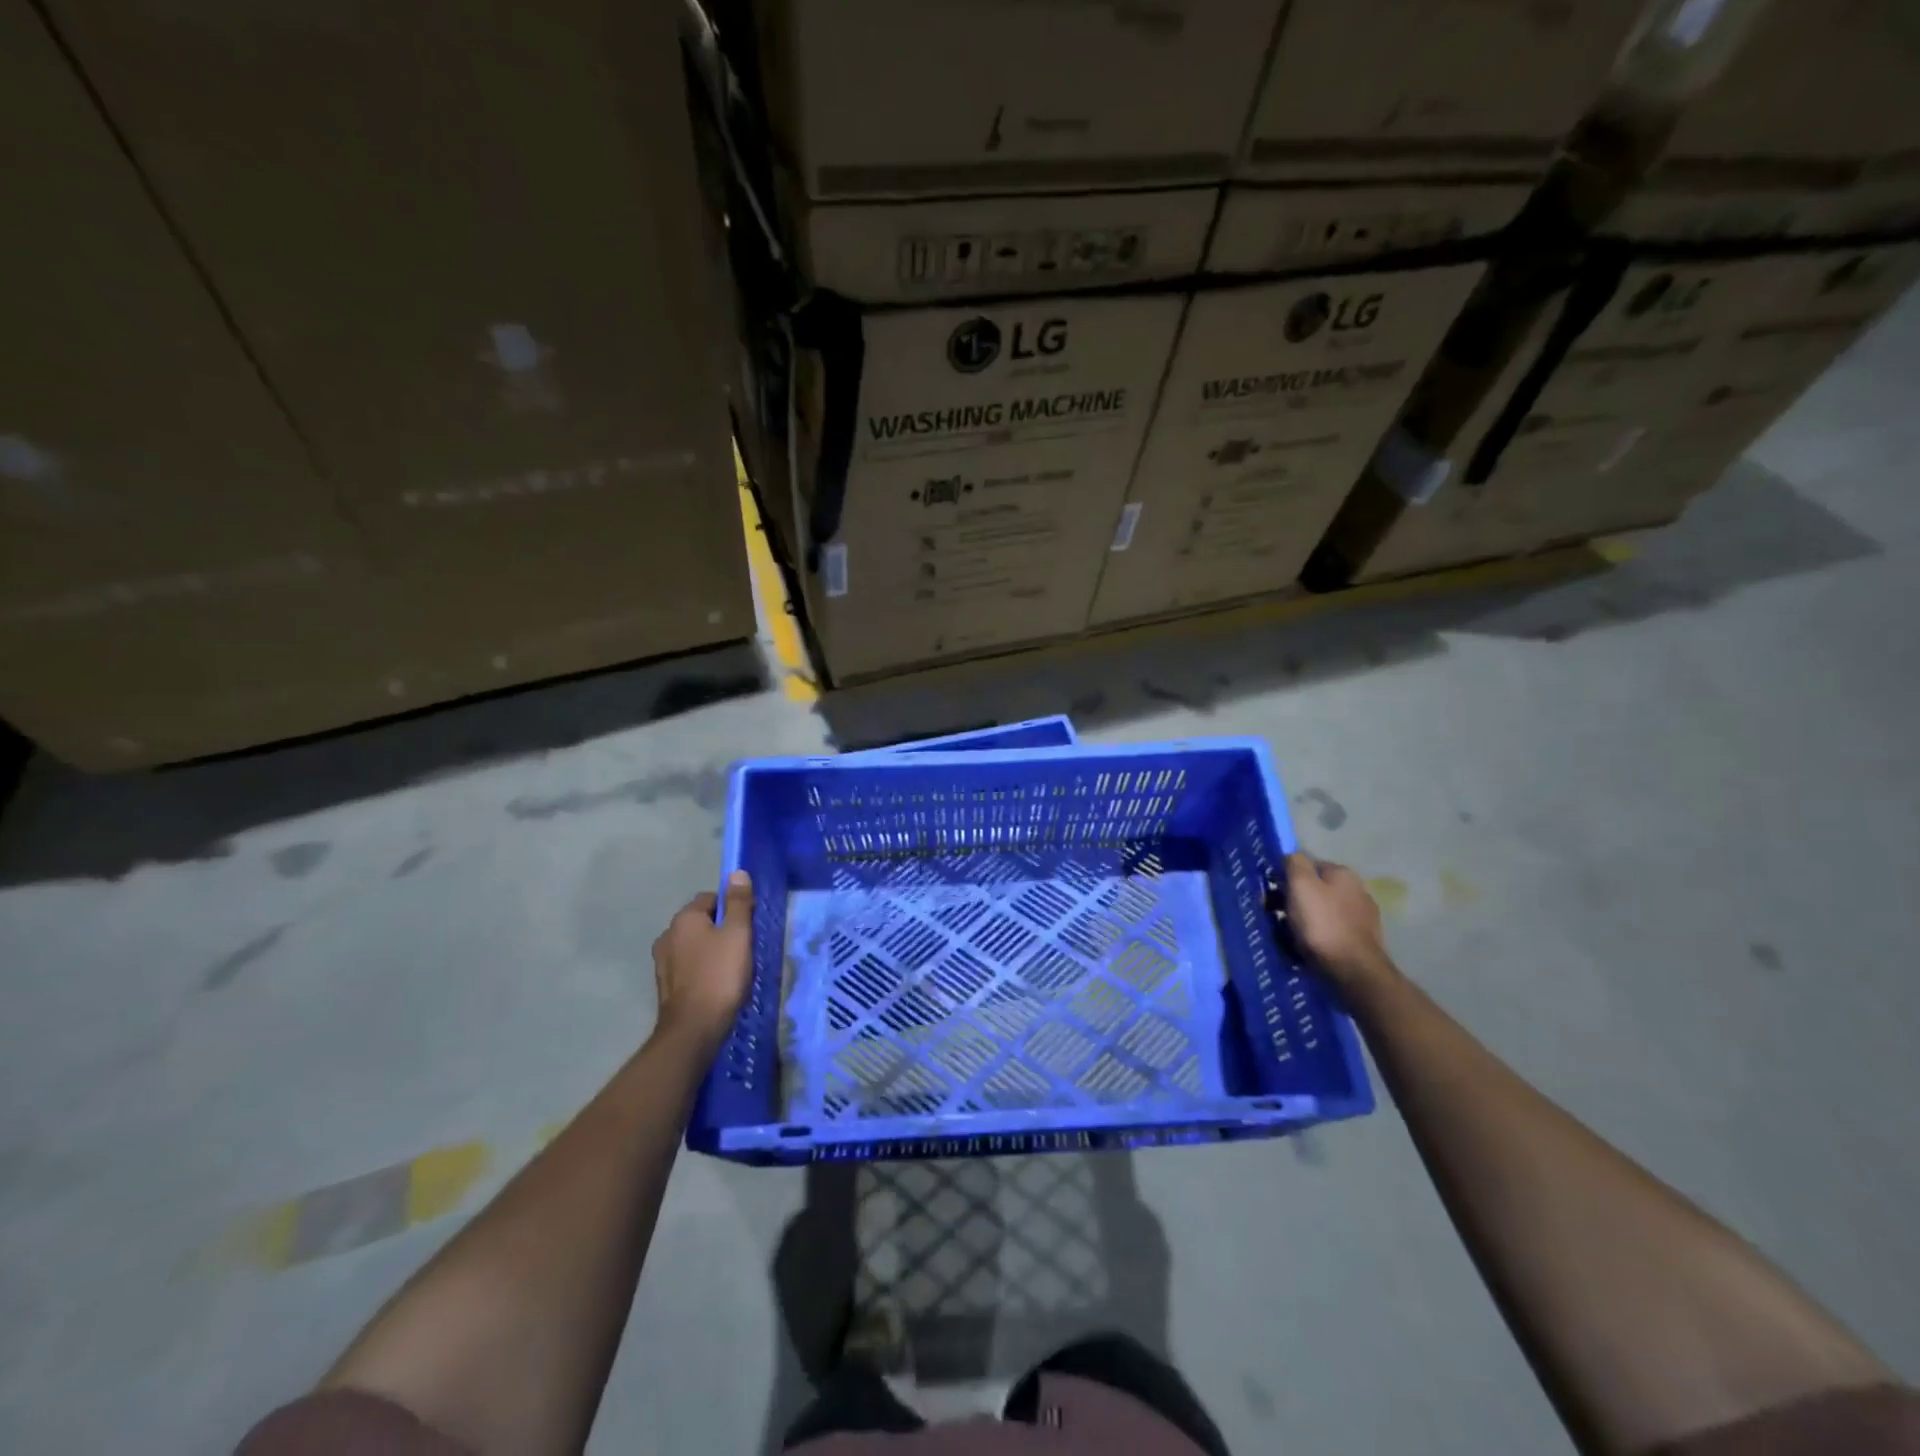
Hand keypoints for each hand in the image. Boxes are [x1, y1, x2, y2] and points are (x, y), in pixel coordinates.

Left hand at [651, 871, 754, 1052]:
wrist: (693, 1029)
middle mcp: (668, 935)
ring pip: (694, 945)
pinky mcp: (665, 985)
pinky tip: (716, 984)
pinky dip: (701, 969)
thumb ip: (738, 903)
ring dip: (710, 950)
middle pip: (701, 921)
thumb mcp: (738, 934)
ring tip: (732, 968)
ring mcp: (663, 962)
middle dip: (720, 930)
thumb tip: (737, 873)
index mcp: (684, 918)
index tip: (747, 925)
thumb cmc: (720, 975)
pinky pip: (688, 966)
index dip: (731, 908)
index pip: (711, 898)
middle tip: (743, 947)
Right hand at [1276, 852, 1396, 995]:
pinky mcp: (1362, 940)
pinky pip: (1331, 931)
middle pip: (1315, 889)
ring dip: (1304, 918)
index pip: (1307, 865)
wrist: (1354, 971)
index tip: (1270, 892)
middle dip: (1294, 899)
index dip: (1286, 876)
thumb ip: (1294, 863)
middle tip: (1274, 914)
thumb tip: (1291, 856)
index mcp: (1343, 873)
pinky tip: (1308, 946)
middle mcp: (1357, 890)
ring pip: (1322, 911)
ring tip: (1288, 934)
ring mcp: (1362, 917)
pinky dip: (1318, 935)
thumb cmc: (1322, 924)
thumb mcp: (1301, 885)